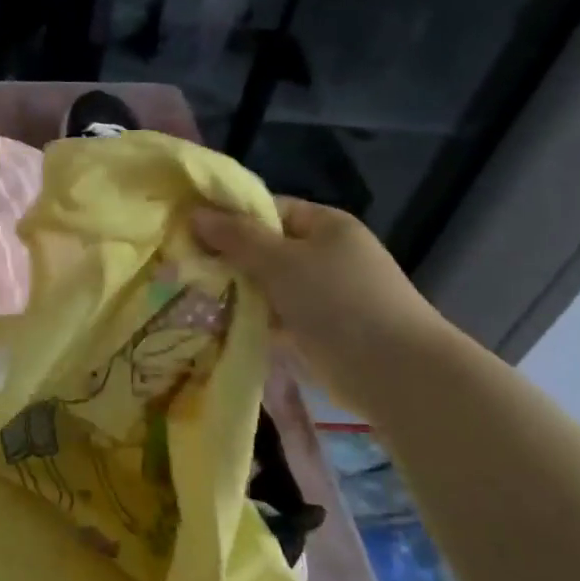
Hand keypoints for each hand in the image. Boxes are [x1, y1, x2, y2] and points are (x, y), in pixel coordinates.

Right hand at [192, 196, 454, 412]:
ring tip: (192, 299)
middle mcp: (326, 255)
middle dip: (229, 260)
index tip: (191, 233)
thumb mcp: (281, 261)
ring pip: (267, 286)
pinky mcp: (318, 330)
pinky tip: (218, 326)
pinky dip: (251, 320)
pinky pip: (275, 317)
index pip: (269, 209)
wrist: (394, 371)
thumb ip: (237, 237)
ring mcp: (324, 294)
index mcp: (326, 225)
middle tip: (185, 268)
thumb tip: (195, 214)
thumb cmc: (338, 301)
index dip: (231, 218)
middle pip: (266, 249)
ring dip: (236, 293)